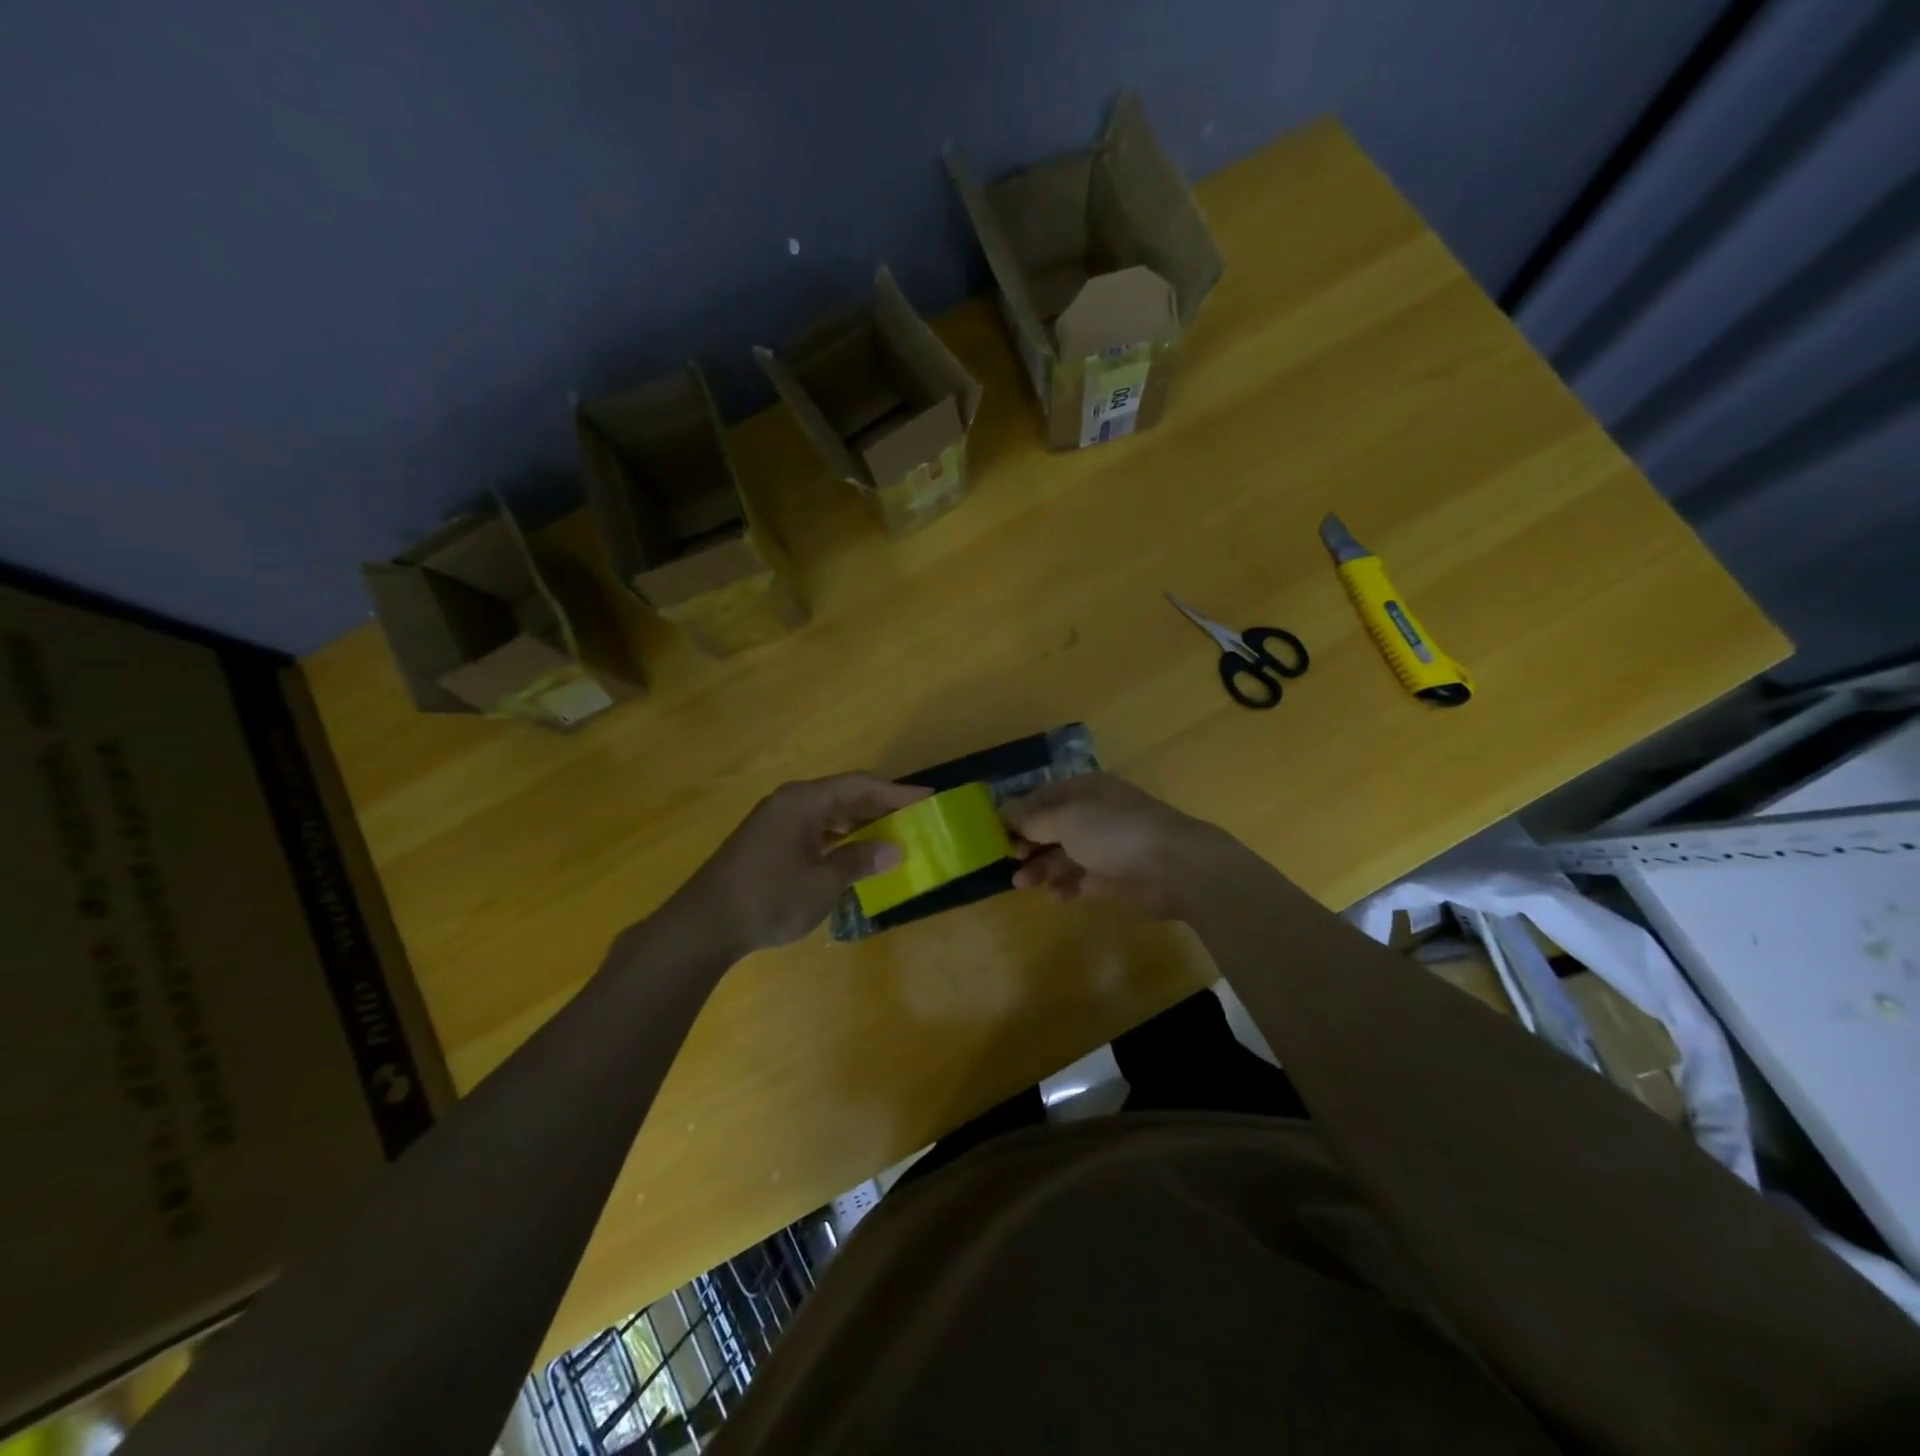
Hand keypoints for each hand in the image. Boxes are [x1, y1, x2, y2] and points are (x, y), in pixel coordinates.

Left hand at [668, 774, 930, 956]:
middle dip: (879, 806)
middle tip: (913, 818)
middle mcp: (789, 802)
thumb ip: (860, 861)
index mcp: (804, 801)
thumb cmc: (769, 897)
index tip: (927, 798)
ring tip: (890, 836)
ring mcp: (774, 822)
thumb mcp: (823, 882)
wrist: (703, 925)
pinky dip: (837, 837)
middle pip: (843, 795)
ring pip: (827, 813)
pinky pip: (812, 828)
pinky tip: (852, 854)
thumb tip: (896, 849)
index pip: (859, 785)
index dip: (896, 792)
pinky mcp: (766, 842)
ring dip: (858, 823)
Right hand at [1001, 773, 1234, 918]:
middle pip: (1051, 827)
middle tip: (1010, 860)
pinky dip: (1066, 886)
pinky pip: (1081, 879)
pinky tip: (1056, 896)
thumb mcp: (1067, 819)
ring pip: (1063, 855)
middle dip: (1028, 844)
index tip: (995, 833)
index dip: (1018, 813)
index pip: (1043, 796)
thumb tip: (1004, 810)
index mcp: (1085, 790)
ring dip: (1042, 868)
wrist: (1176, 868)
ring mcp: (1105, 846)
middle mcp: (1094, 814)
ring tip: (1024, 884)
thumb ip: (1033, 818)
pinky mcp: (1114, 876)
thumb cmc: (1115, 832)